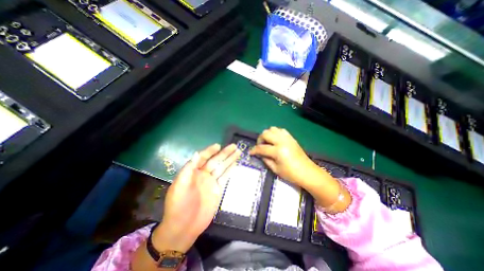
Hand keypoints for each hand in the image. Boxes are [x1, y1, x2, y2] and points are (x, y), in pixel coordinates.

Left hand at [153, 144, 239, 254]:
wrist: (183, 227)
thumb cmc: (178, 205)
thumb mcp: (179, 186)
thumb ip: (188, 170)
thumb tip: (196, 153)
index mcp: (193, 172)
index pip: (203, 158)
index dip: (210, 151)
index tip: (218, 146)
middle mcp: (203, 174)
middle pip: (216, 161)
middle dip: (224, 153)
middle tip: (234, 146)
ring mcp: (211, 181)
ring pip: (222, 167)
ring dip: (230, 159)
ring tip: (238, 152)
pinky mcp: (217, 189)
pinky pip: (225, 177)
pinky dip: (230, 170)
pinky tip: (235, 164)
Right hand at [250, 127, 347, 209]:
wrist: (308, 172)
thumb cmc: (291, 174)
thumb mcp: (275, 169)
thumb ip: (266, 160)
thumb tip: (259, 154)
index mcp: (278, 151)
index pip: (261, 147)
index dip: (254, 150)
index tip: (250, 152)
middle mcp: (282, 141)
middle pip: (266, 133)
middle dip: (260, 139)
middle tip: (260, 146)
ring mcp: (287, 138)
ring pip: (273, 129)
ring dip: (267, 134)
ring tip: (267, 142)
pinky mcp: (291, 138)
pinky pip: (281, 130)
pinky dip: (276, 133)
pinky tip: (275, 140)